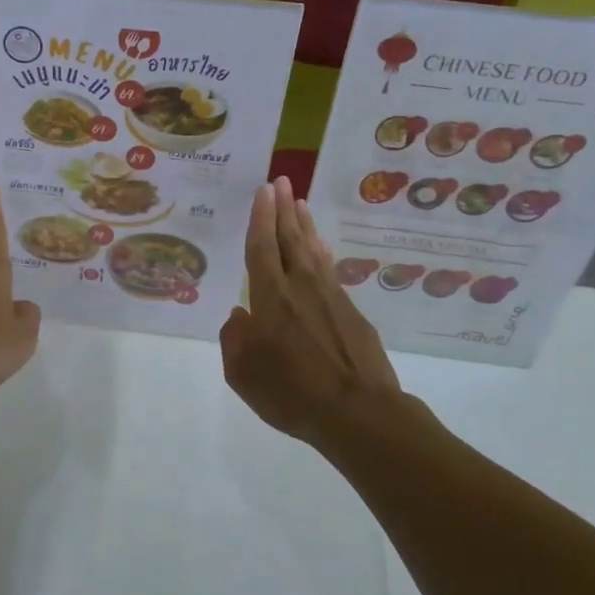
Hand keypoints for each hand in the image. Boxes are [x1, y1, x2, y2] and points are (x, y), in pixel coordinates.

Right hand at [220, 178, 411, 442]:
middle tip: (280, 180)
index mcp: (270, 299)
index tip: (263, 191)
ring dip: (304, 224)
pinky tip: (321, 247)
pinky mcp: (352, 313)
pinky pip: (331, 271)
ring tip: (299, 202)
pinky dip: (322, 253)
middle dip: (282, 208)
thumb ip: (234, 340)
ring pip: (313, 250)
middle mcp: (301, 287)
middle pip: (289, 239)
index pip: (262, 247)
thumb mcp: (243, 375)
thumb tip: (238, 315)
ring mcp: (331, 297)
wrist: (359, 413)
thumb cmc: (292, 393)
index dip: (260, 217)